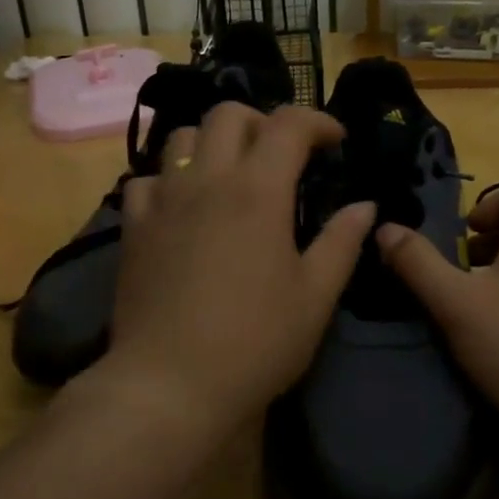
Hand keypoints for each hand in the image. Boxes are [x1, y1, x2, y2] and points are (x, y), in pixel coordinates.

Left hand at [96, 102, 374, 435]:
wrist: (170, 384)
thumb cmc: (255, 342)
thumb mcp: (315, 296)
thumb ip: (342, 242)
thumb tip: (364, 207)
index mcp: (258, 190)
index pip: (289, 124)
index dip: (318, 121)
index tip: (336, 142)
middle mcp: (207, 179)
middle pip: (229, 113)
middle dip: (262, 121)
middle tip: (281, 154)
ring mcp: (164, 200)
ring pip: (183, 136)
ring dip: (213, 142)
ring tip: (230, 174)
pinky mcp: (134, 227)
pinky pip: (146, 180)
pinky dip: (170, 180)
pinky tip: (183, 208)